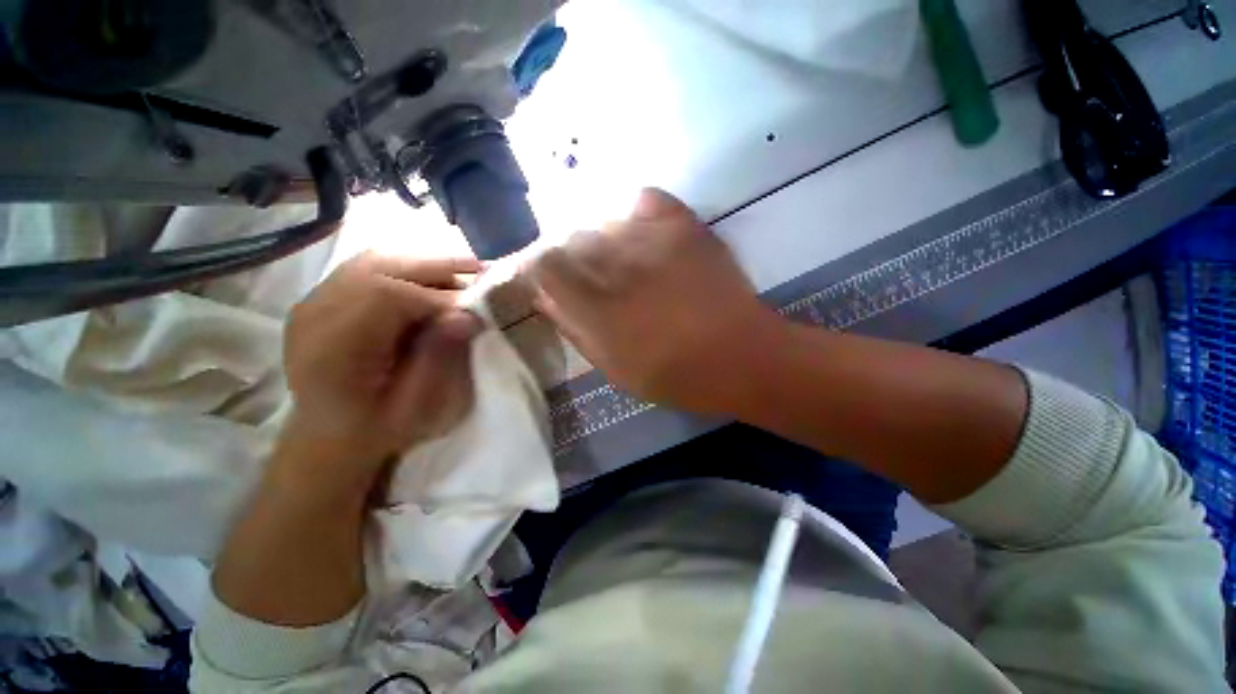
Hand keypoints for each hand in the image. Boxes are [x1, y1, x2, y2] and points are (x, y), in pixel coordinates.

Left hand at [281, 252, 482, 468]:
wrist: (330, 434)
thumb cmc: (376, 429)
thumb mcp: (415, 408)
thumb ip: (438, 362)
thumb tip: (467, 316)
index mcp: (331, 350)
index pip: (384, 295)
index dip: (437, 295)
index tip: (475, 307)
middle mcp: (313, 315)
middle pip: (376, 267)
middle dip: (435, 266)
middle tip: (480, 270)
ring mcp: (314, 301)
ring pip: (373, 260)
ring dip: (424, 262)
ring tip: (463, 269)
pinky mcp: (325, 297)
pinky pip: (368, 266)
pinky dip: (407, 266)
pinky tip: (432, 278)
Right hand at [528, 189, 780, 414]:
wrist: (741, 355)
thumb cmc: (673, 375)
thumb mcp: (613, 368)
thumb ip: (574, 329)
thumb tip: (546, 298)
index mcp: (594, 306)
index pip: (543, 263)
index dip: (541, 269)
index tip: (553, 282)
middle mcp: (614, 264)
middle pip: (571, 239)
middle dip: (575, 260)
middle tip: (597, 281)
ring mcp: (650, 239)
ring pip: (605, 222)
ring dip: (607, 244)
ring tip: (628, 265)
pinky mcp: (683, 225)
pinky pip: (645, 200)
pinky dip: (638, 216)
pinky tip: (646, 239)